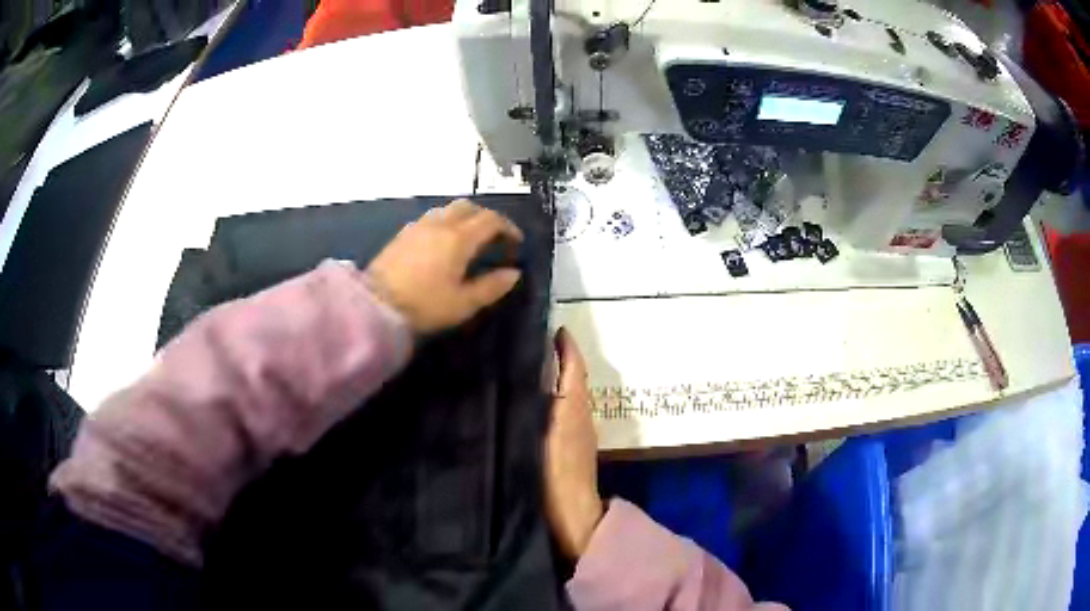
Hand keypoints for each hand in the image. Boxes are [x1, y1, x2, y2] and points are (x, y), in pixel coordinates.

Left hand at [367, 199, 523, 333]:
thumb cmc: (424, 306)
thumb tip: (514, 273)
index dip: (508, 228)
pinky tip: (441, 244)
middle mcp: (440, 224)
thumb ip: (492, 286)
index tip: (516, 243)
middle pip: (468, 207)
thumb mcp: (463, 303)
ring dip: (464, 219)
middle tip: (493, 238)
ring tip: (468, 240)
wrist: (376, 305)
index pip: (491, 220)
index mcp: (459, 238)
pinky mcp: (402, 234)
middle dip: (485, 218)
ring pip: (447, 210)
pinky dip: (445, 224)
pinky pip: (431, 218)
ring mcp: (418, 226)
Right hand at [544, 327, 603, 559]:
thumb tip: (535, 374)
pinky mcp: (575, 444)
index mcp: (573, 408)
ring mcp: (580, 430)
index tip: (556, 329)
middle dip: (563, 357)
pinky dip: (559, 394)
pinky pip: (568, 408)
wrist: (572, 511)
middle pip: (575, 378)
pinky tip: (540, 399)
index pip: (574, 369)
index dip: (568, 348)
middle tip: (538, 341)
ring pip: (572, 393)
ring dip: (561, 375)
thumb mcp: (540, 438)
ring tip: (534, 363)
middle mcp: (581, 414)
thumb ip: (538, 406)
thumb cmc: (553, 475)